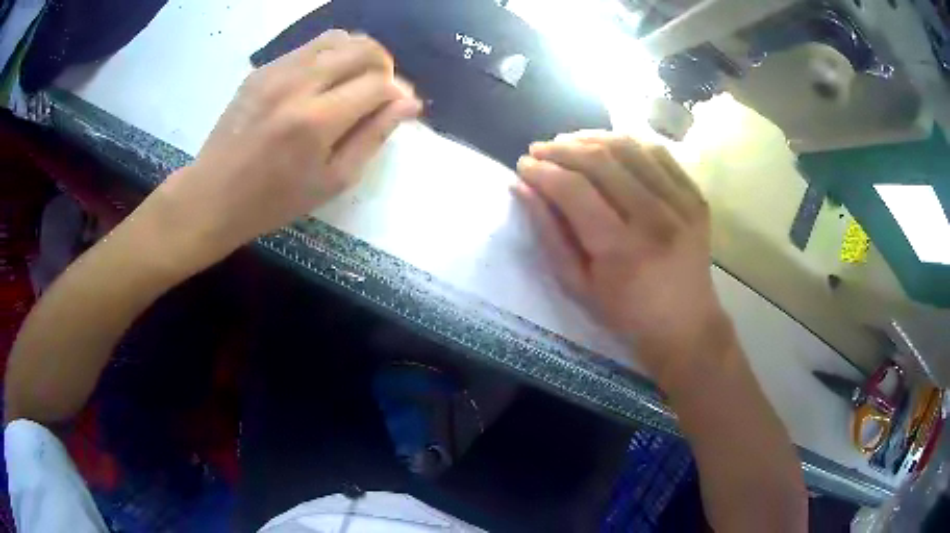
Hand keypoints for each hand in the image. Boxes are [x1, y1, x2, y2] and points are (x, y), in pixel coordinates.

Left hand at [147, 30, 421, 269]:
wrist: (213, 195)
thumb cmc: (274, 200)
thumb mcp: (332, 181)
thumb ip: (373, 137)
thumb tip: (409, 103)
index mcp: (317, 121)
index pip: (379, 83)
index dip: (398, 92)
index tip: (399, 105)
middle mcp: (299, 84)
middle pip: (363, 48)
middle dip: (384, 65)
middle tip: (380, 91)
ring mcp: (277, 71)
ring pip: (338, 38)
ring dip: (358, 55)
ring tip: (354, 81)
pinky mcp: (263, 69)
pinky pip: (310, 47)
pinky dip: (329, 57)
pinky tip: (323, 82)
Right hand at [514, 131, 726, 378]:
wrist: (685, 324)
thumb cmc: (626, 314)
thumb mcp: (578, 285)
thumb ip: (549, 234)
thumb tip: (522, 186)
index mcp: (623, 250)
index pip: (575, 190)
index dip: (543, 172)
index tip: (524, 165)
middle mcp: (656, 219)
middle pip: (602, 161)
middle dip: (562, 149)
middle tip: (540, 150)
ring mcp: (682, 204)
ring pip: (630, 147)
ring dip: (592, 138)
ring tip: (569, 142)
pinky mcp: (695, 196)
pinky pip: (658, 152)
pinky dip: (628, 142)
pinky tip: (608, 146)